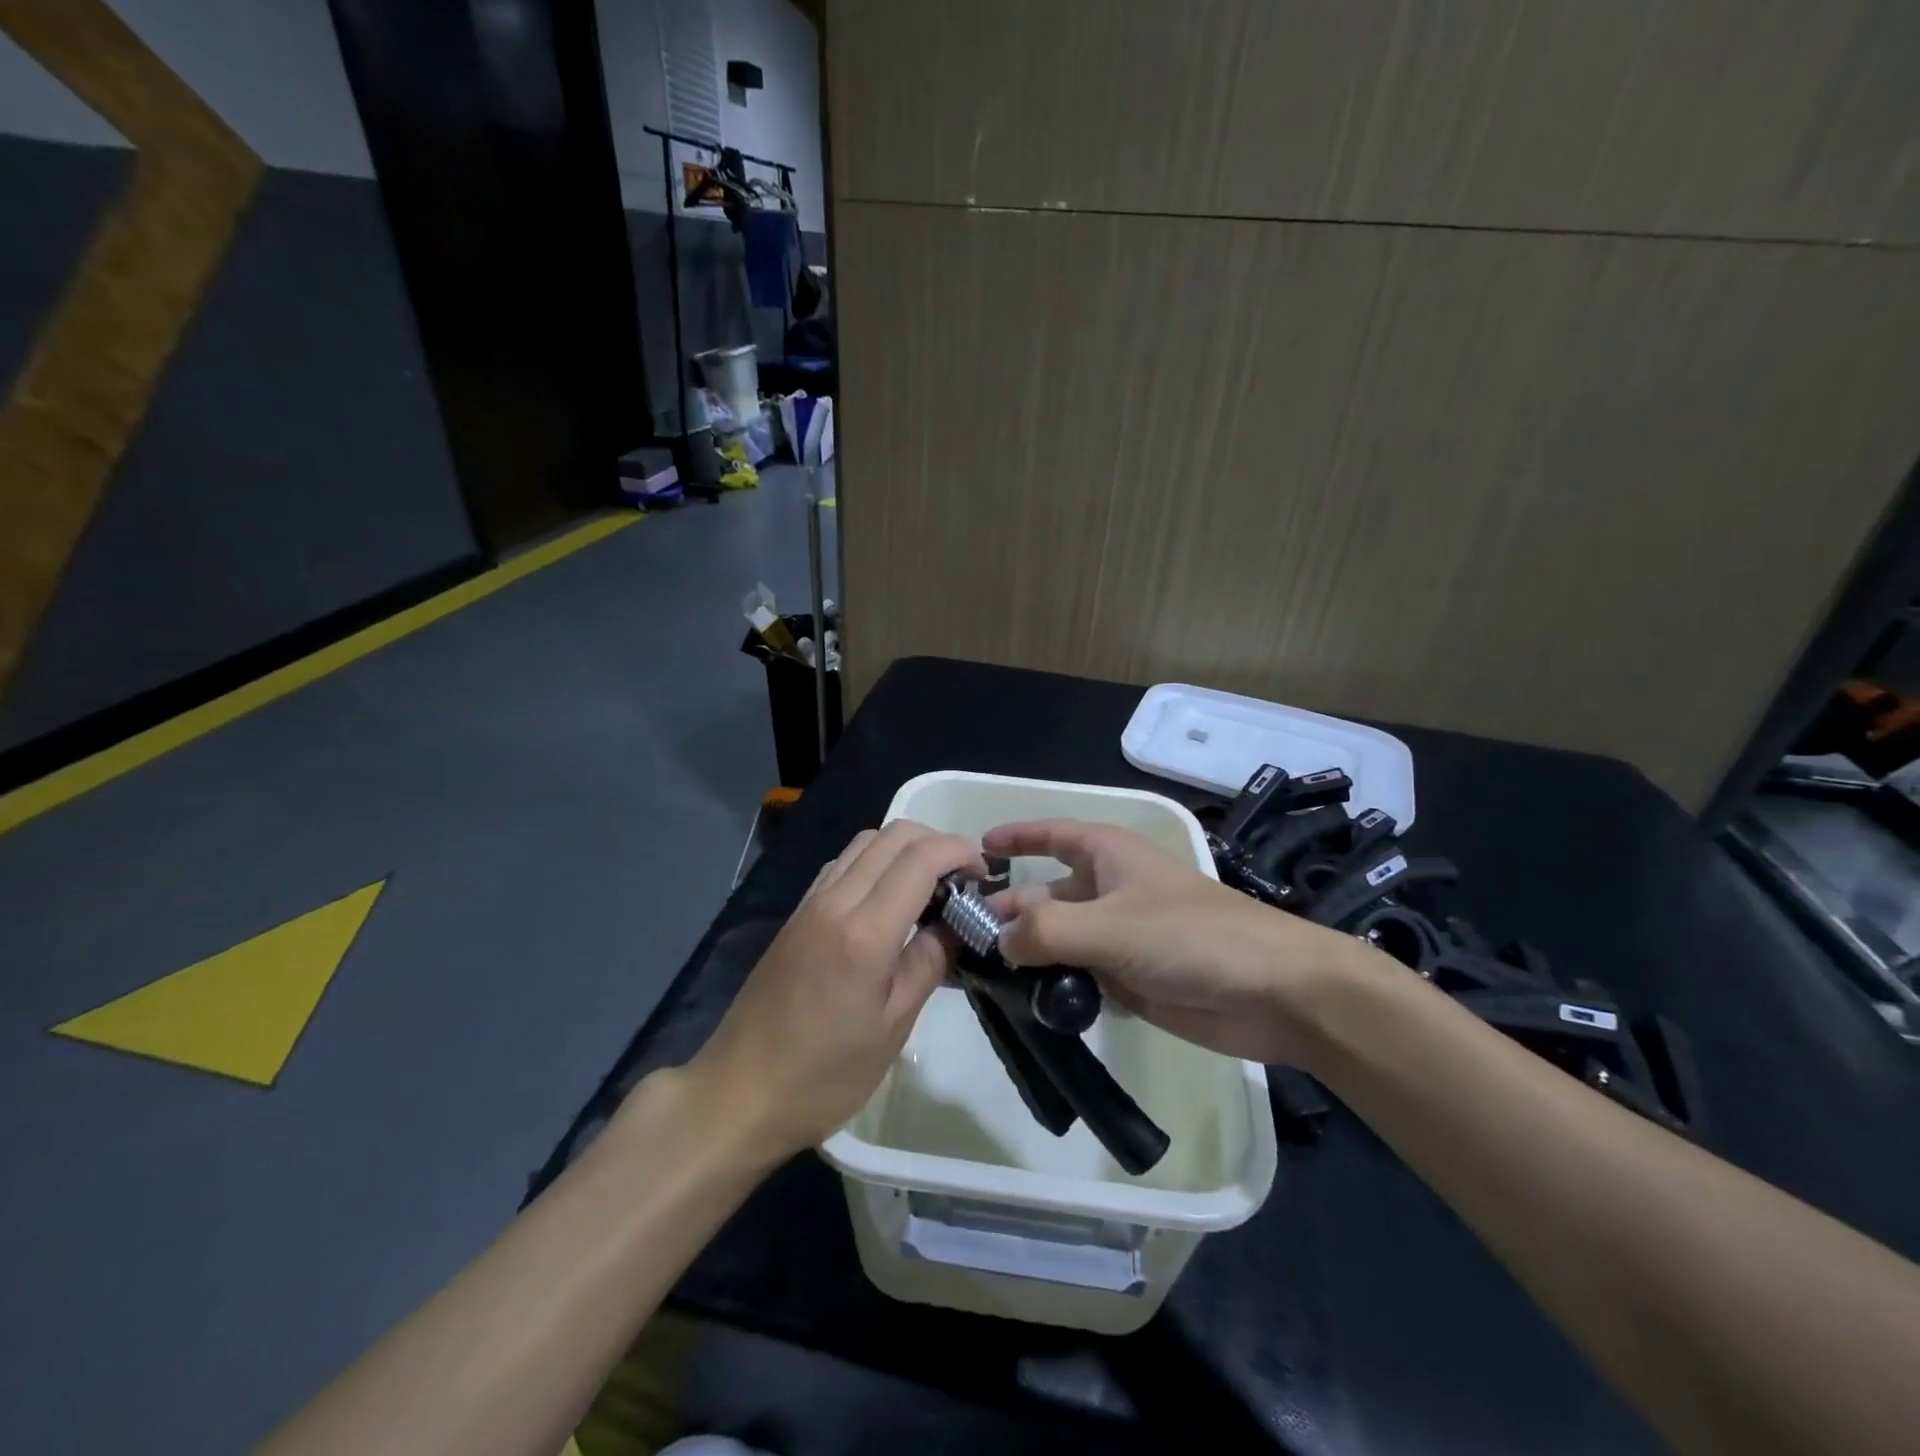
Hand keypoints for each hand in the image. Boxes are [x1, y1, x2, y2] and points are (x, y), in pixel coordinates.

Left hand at [688, 820, 984, 1161]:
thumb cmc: (823, 1075)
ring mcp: (810, 903)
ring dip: (904, 848)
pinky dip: (875, 862)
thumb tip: (952, 925)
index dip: (960, 852)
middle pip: (893, 835)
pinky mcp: (796, 915)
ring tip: (930, 887)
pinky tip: (887, 900)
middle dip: (937, 842)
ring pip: (865, 842)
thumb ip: (928, 964)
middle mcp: (835, 901)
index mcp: (865, 931)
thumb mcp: (892, 1028)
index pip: (921, 857)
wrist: (737, 1094)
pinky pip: (842, 864)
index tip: (984, 876)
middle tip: (962, 880)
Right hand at [984, 818, 1385, 1066]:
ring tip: (977, 978)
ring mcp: (1118, 937)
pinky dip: (1050, 985)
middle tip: (956, 941)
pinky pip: (1076, 975)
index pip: (1051, 834)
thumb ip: (1045, 931)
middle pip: (1044, 894)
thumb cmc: (1192, 936)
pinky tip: (1022, 1004)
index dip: (1015, 838)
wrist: (1275, 993)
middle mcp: (1108, 890)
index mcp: (1108, 856)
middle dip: (1005, 912)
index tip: (973, 852)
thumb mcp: (1111, 925)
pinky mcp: (1128, 978)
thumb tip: (995, 942)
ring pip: (1057, 939)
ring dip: (1024, 954)